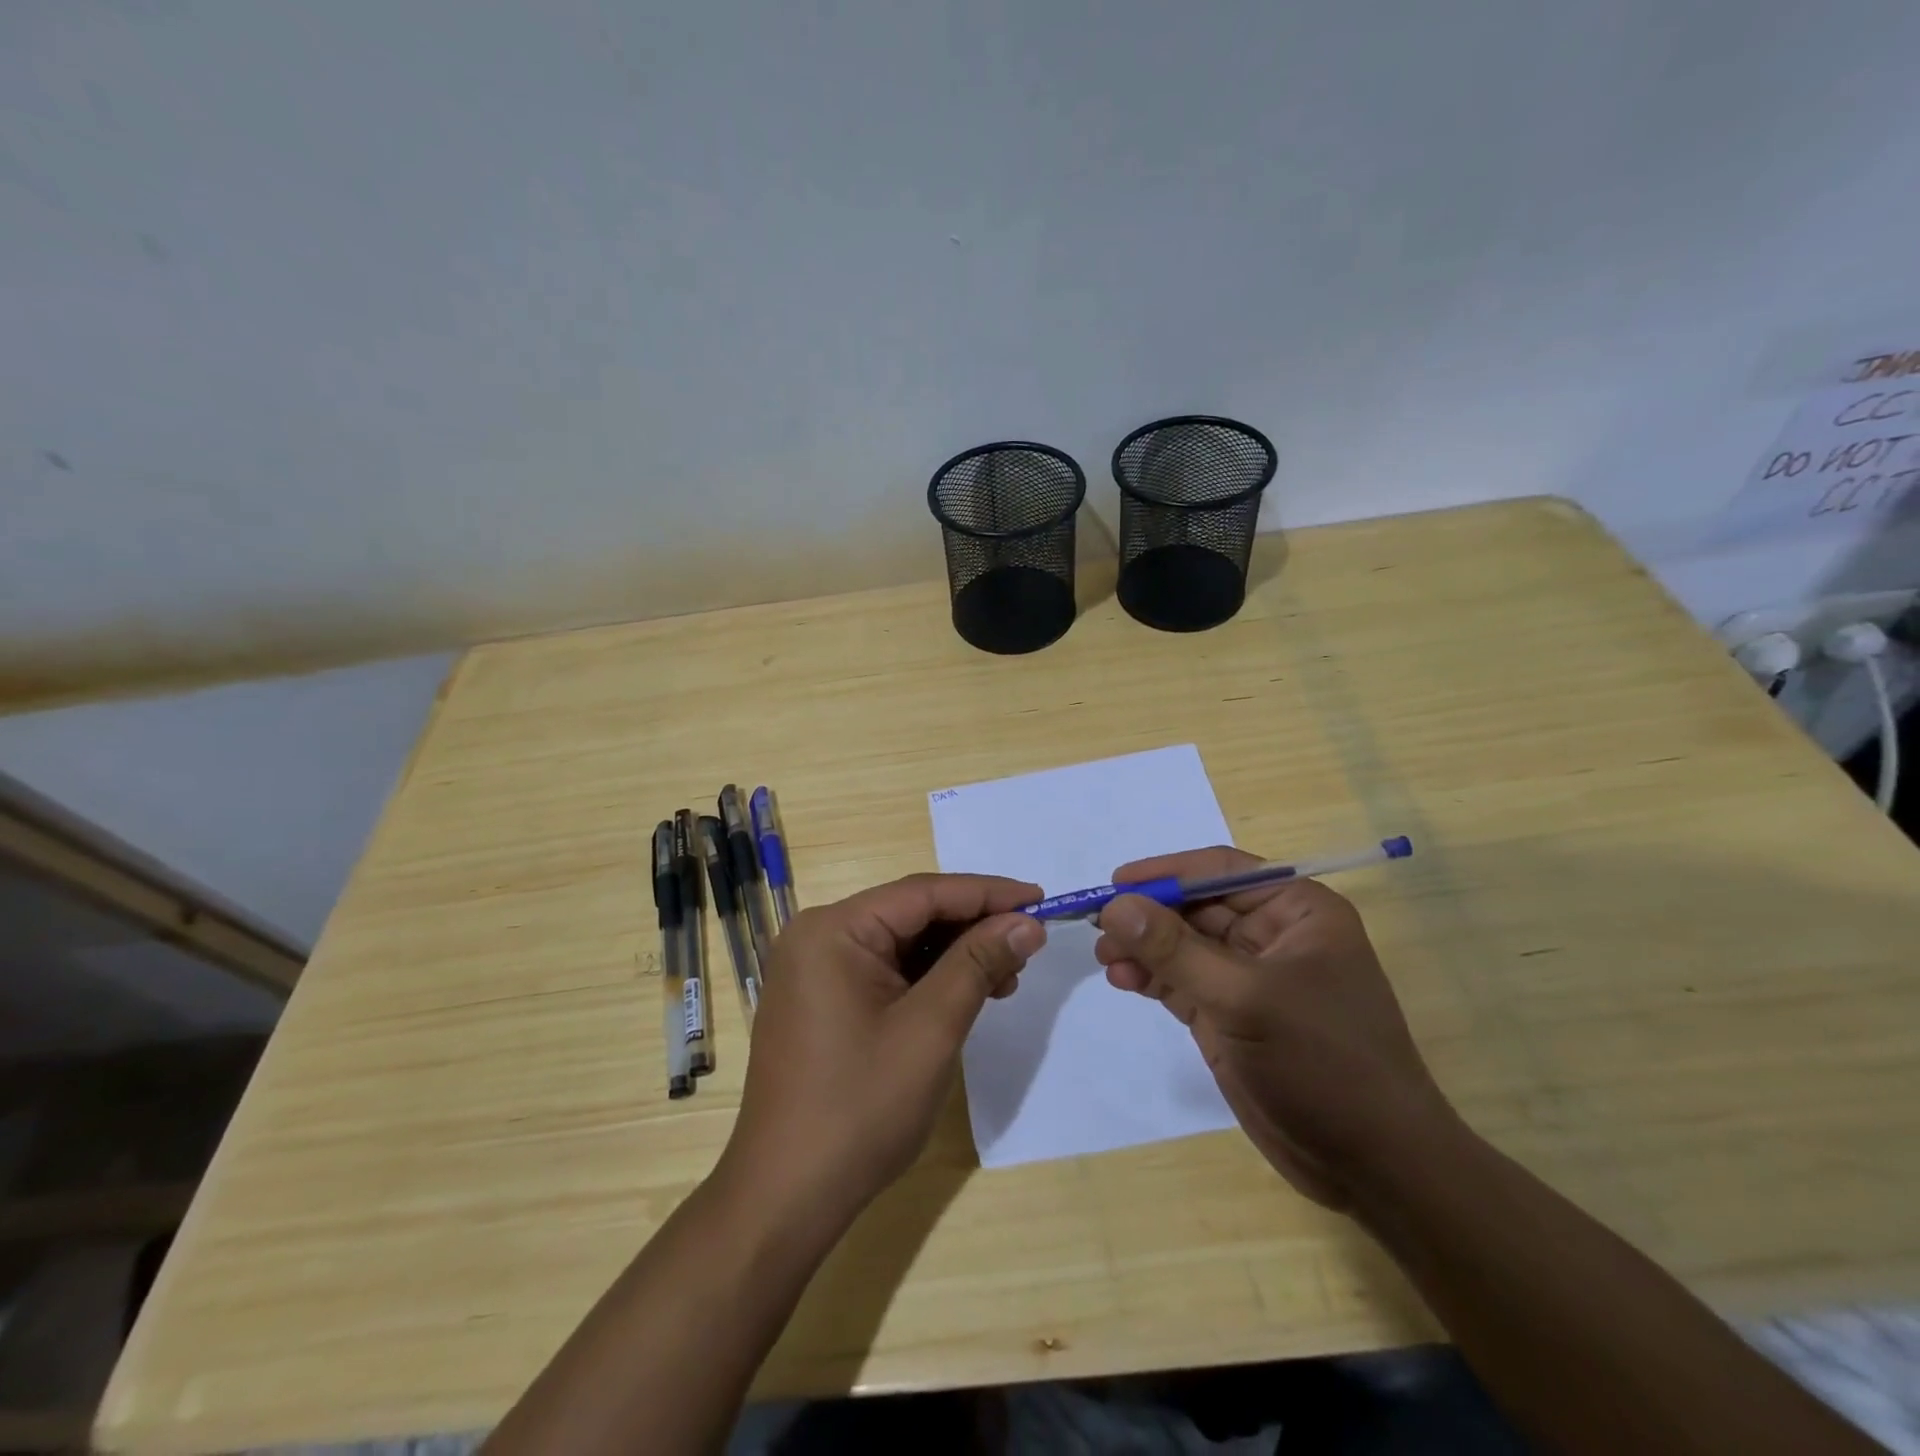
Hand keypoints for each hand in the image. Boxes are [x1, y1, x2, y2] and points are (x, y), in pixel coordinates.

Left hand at [721, 873, 1045, 1221]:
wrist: (787, 1197)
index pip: (923, 892)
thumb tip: (1027, 922)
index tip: (1040, 899)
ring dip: (955, 955)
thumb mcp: (931, 1029)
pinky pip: (885, 971)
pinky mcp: (822, 1000)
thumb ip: (979, 963)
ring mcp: (816, 970)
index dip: (988, 893)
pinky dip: (928, 979)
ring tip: (1005, 979)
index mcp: (833, 929)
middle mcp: (819, 936)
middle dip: (973, 928)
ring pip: (902, 943)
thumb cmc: (861, 1107)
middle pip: (911, 914)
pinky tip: (965, 994)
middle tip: (1028, 945)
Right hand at [1094, 848, 1450, 1209]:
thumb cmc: (1322, 1063)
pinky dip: (1150, 977)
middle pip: (1196, 907)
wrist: (1372, 1166)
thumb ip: (1175, 950)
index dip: (1167, 873)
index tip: (1114, 883)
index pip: (1221, 871)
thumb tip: (1114, 905)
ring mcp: (1250, 978)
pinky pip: (1181, 981)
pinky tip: (1122, 979)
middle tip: (1097, 926)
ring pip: (1183, 945)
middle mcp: (1273, 936)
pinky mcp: (1231, 1015)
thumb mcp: (1245, 998)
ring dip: (1143, 947)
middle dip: (1147, 915)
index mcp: (1297, 911)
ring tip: (1104, 958)